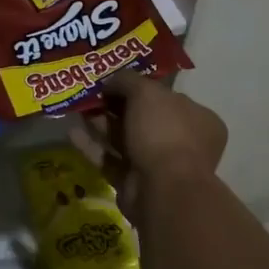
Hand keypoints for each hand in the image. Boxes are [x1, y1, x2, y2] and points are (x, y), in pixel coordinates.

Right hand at [72, 69, 226, 213]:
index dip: (141, 87)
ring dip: (102, 124)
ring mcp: (158, 165)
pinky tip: (71, 134)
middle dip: (116, 106)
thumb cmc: (163, 132)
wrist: (162, 189)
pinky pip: (111, 160)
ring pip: (125, 139)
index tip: (114, 81)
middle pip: (143, 118)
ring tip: (77, 110)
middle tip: (90, 94)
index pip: (168, 97)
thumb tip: (111, 80)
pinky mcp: (134, 183)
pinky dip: (93, 147)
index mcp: (197, 119)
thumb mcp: (146, 93)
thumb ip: (127, 80)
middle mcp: (182, 142)